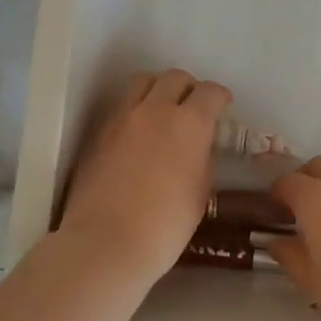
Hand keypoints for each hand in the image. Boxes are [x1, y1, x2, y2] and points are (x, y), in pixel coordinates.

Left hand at [57, 70, 230, 283]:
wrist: (106, 242)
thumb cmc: (166, 225)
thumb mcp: (200, 191)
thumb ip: (200, 158)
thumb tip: (195, 147)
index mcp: (190, 123)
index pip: (210, 92)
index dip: (220, 96)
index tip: (223, 105)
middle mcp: (156, 109)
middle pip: (175, 77)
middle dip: (189, 87)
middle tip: (193, 106)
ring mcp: (122, 117)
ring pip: (143, 82)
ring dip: (158, 89)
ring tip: (161, 110)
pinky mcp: (98, 132)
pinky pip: (121, 106)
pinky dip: (135, 109)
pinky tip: (137, 133)